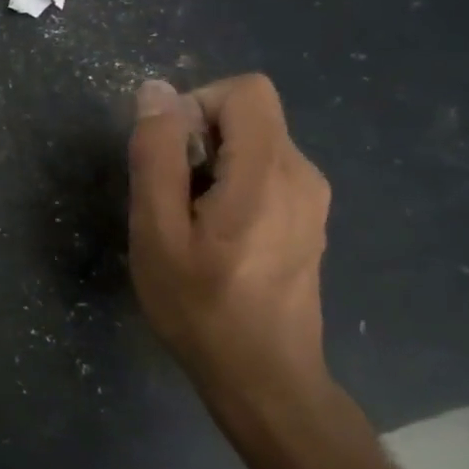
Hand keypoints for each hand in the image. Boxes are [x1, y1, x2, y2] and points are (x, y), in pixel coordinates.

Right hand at [126, 74, 331, 412]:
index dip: (197, 105)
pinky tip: (214, 235)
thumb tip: (156, 91)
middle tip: (170, 196)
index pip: (245, 91)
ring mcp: (313, 200)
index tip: (169, 154)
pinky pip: (266, 172)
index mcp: (268, 173)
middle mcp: (303, 176)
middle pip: (249, 115)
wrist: (263, 378)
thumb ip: (156, 155)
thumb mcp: (156, 229)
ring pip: (255, 144)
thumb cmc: (199, 306)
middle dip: (199, 138)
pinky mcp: (309, 220)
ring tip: (188, 220)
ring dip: (212, 164)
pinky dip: (232, 184)